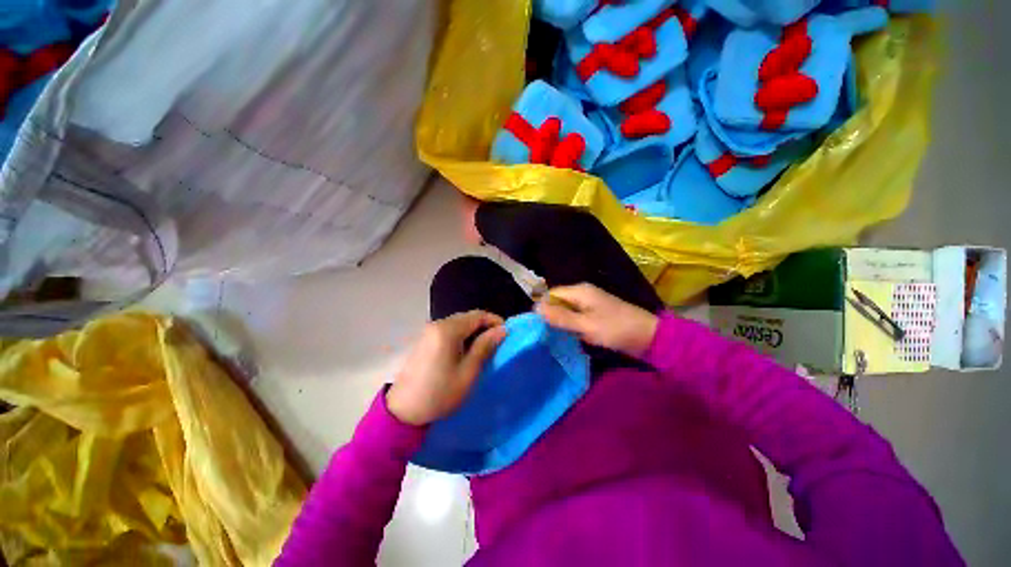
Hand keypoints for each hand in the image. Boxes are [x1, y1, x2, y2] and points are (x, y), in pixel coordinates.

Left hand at [387, 311, 506, 425]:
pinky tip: (465, 352)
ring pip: (458, 324)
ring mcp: (429, 331)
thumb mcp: (468, 372)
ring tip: (484, 349)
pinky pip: (448, 331)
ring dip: (473, 332)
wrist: (403, 411)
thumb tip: (502, 330)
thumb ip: (485, 347)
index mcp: (448, 330)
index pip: (477, 315)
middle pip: (467, 317)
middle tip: (496, 343)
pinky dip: (461, 336)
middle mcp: (437, 325)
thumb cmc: (440, 393)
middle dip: (484, 326)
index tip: (506, 334)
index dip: (495, 321)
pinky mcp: (424, 340)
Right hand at [536, 283, 658, 356]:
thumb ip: (561, 317)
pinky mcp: (595, 315)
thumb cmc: (616, 329)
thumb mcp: (586, 325)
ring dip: (560, 322)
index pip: (551, 294)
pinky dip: (570, 326)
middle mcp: (582, 294)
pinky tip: (566, 337)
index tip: (535, 325)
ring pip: (566, 311)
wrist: (649, 337)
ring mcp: (589, 305)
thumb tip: (535, 307)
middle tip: (542, 333)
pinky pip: (576, 318)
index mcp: (579, 291)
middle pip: (558, 302)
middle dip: (550, 316)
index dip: (542, 307)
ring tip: (551, 337)